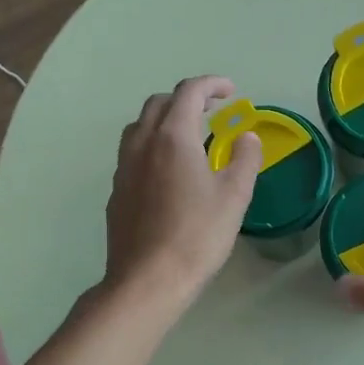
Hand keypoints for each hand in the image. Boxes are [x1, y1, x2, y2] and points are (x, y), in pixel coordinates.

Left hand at [102, 76, 261, 307]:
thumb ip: (244, 159)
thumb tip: (246, 137)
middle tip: (212, 110)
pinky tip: (168, 171)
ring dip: (164, 120)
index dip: (211, 84)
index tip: (231, 91)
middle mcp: (142, 144)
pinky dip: (152, 146)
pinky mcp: (117, 192)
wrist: (148, 279)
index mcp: (172, 137)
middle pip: (159, 103)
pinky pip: (133, 153)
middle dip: (187, 98)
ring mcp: (124, 168)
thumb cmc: (197, 235)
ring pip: (140, 127)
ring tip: (188, 136)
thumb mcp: (234, 196)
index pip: (189, 92)